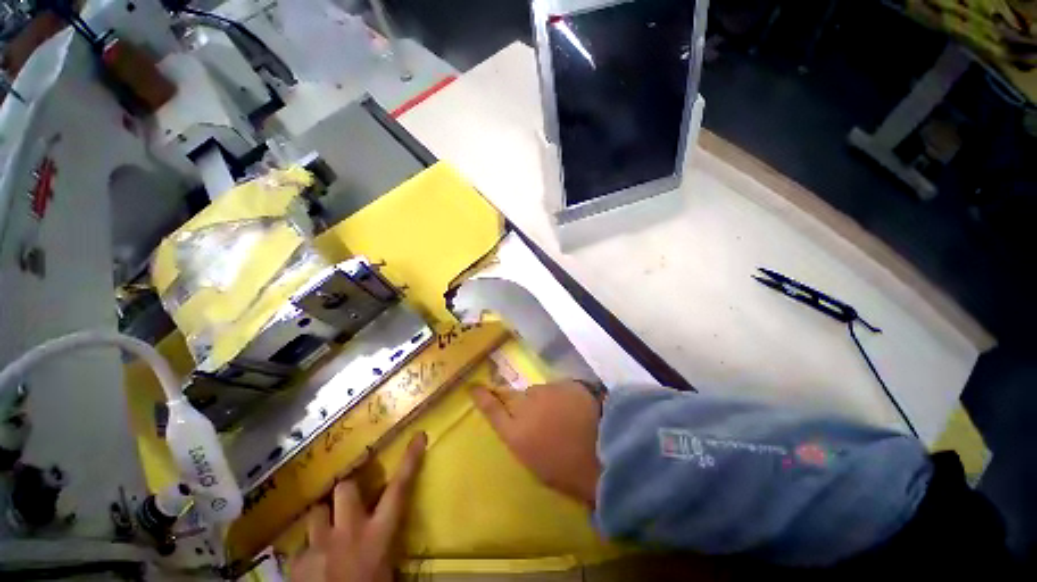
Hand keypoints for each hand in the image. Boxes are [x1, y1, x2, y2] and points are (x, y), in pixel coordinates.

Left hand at [289, 432, 426, 581]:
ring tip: (327, 533)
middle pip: (345, 488)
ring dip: (323, 519)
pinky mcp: (296, 564)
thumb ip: (388, 544)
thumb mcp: (388, 570)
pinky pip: (300, 546)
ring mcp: (318, 546)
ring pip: (316, 512)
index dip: (410, 460)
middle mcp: (348, 532)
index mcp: (378, 534)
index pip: (399, 488)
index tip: (419, 436)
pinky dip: (308, 550)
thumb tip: (391, 527)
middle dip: (347, 489)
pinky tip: (313, 563)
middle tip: (350, 500)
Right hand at [471, 381, 601, 506]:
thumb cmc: (572, 474)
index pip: (493, 411)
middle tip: (540, 416)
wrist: (609, 453)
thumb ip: (524, 441)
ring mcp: (547, 392)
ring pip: (538, 392)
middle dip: (522, 404)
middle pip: (516, 397)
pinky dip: (561, 396)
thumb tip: (521, 427)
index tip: (474, 387)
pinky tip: (575, 408)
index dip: (482, 398)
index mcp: (517, 435)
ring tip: (562, 414)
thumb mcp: (539, 467)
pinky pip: (556, 388)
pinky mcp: (565, 384)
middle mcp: (526, 408)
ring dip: (544, 400)